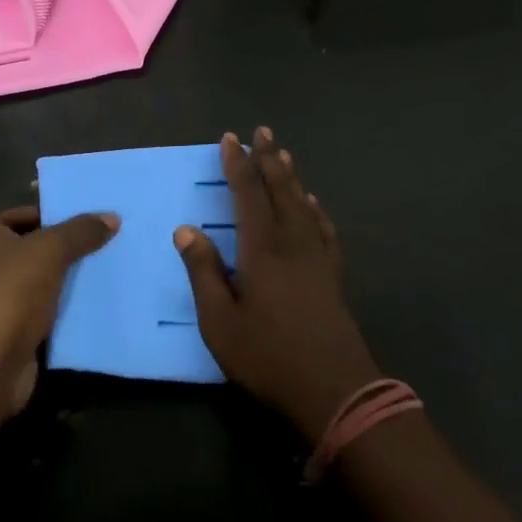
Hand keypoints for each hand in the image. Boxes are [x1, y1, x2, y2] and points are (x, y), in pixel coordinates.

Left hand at [0, 206, 119, 413]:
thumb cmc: (9, 293)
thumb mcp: (50, 251)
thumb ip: (80, 232)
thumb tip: (112, 217)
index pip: (27, 214)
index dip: (58, 214)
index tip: (95, 218)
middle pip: (37, 249)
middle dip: (69, 248)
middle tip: (111, 242)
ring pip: (45, 283)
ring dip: (71, 281)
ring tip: (112, 270)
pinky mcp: (13, 334)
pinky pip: (48, 314)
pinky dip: (68, 311)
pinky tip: (99, 305)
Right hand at [174, 129, 381, 441]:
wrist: (335, 389)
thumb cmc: (268, 356)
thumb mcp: (220, 321)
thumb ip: (203, 271)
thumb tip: (185, 229)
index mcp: (262, 248)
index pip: (248, 194)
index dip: (238, 164)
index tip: (231, 139)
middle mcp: (292, 241)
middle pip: (280, 189)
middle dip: (268, 158)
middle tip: (262, 131)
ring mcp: (317, 256)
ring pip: (303, 203)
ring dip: (291, 177)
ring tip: (284, 155)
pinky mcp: (333, 274)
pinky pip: (323, 228)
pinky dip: (315, 208)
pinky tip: (313, 204)